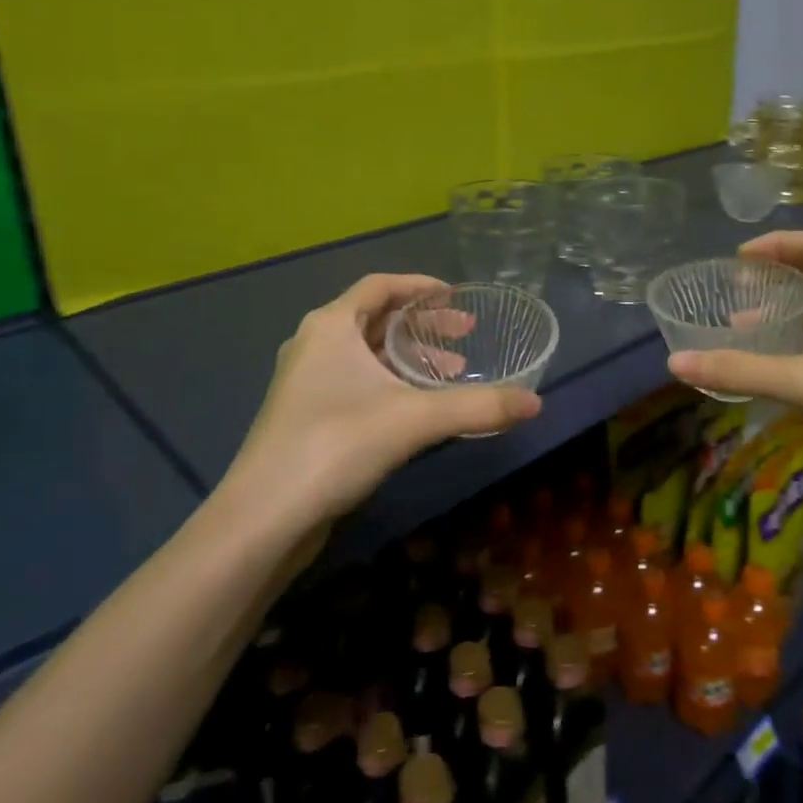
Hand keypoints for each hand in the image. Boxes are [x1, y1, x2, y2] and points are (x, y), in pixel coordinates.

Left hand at [215, 274, 542, 534]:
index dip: (421, 286)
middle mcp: (314, 344)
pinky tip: (418, 408)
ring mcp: (305, 382)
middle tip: (466, 336)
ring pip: (367, 354)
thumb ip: (479, 407)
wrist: (265, 516)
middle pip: (376, 318)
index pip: (380, 286)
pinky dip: (391, 382)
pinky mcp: (305, 416)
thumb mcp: (416, 419)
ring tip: (453, 373)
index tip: (457, 296)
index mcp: (331, 325)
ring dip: (410, 358)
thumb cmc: (337, 444)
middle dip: (424, 325)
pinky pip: (357, 381)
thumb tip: (536, 402)